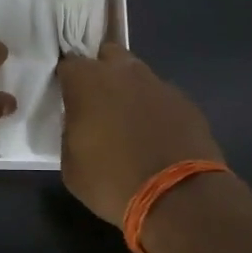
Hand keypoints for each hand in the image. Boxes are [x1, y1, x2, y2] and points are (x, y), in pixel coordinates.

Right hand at [57, 44, 224, 227]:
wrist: (178, 197)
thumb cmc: (112, 181)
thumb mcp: (71, 166)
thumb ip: (70, 133)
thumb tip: (79, 124)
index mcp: (87, 82)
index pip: (68, 64)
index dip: (67, 80)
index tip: (67, 99)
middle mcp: (123, 72)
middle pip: (107, 55)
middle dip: (100, 72)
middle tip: (97, 103)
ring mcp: (158, 83)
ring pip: (137, 74)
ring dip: (129, 90)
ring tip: (129, 122)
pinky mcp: (185, 100)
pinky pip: (161, 96)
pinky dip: (155, 109)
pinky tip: (156, 136)